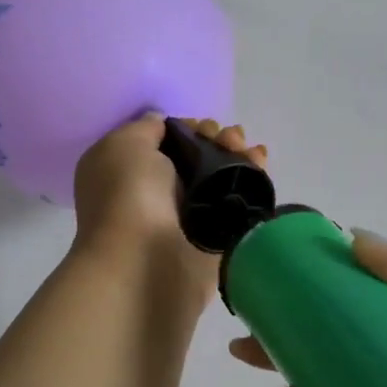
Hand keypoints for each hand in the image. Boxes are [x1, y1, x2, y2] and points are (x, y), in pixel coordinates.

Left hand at [72, 114, 266, 295]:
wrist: (145, 261)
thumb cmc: (127, 195)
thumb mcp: (124, 144)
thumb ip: (146, 129)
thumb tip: (164, 126)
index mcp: (126, 172)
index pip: (164, 143)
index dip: (187, 128)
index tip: (201, 125)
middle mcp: (155, 193)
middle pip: (196, 157)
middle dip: (216, 139)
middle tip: (229, 137)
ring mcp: (187, 217)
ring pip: (219, 178)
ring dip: (237, 156)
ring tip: (249, 149)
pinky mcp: (216, 238)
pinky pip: (238, 201)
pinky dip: (252, 179)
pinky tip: (261, 161)